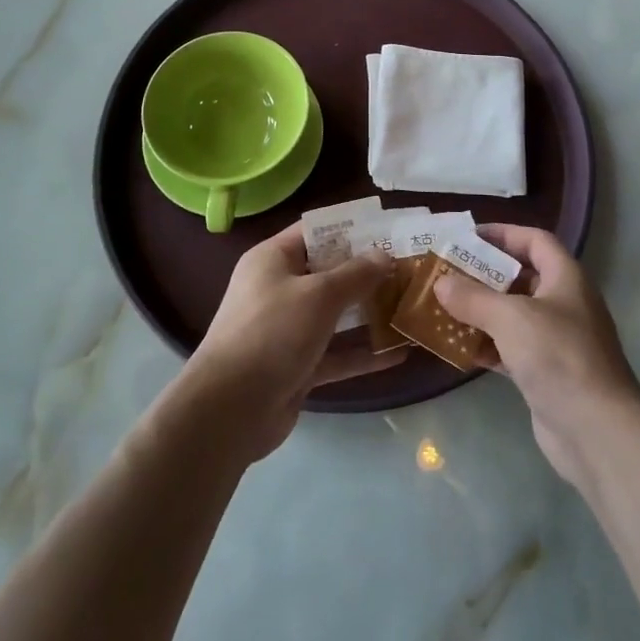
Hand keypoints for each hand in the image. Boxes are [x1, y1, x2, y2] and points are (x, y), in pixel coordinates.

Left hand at [184, 224, 406, 461]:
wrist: (229, 410)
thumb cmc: (272, 333)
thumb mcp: (319, 295)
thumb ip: (355, 274)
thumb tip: (383, 255)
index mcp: (273, 259)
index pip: (316, 232)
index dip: (352, 230)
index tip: (389, 231)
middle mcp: (278, 288)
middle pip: (329, 273)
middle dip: (367, 273)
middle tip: (409, 269)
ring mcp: (287, 329)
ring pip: (335, 314)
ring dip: (369, 313)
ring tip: (410, 306)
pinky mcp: (297, 366)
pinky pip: (336, 352)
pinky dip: (363, 353)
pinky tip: (399, 353)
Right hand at [434, 224, 639, 486]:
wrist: (597, 431)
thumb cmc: (558, 356)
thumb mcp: (511, 318)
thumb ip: (473, 297)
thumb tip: (441, 282)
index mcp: (566, 278)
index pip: (535, 240)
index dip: (503, 234)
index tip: (467, 237)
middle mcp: (564, 303)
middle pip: (521, 277)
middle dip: (485, 274)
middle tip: (447, 272)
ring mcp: (557, 340)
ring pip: (513, 315)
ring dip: (481, 311)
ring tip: (445, 307)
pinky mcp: (547, 373)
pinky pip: (511, 348)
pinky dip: (487, 345)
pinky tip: (458, 348)